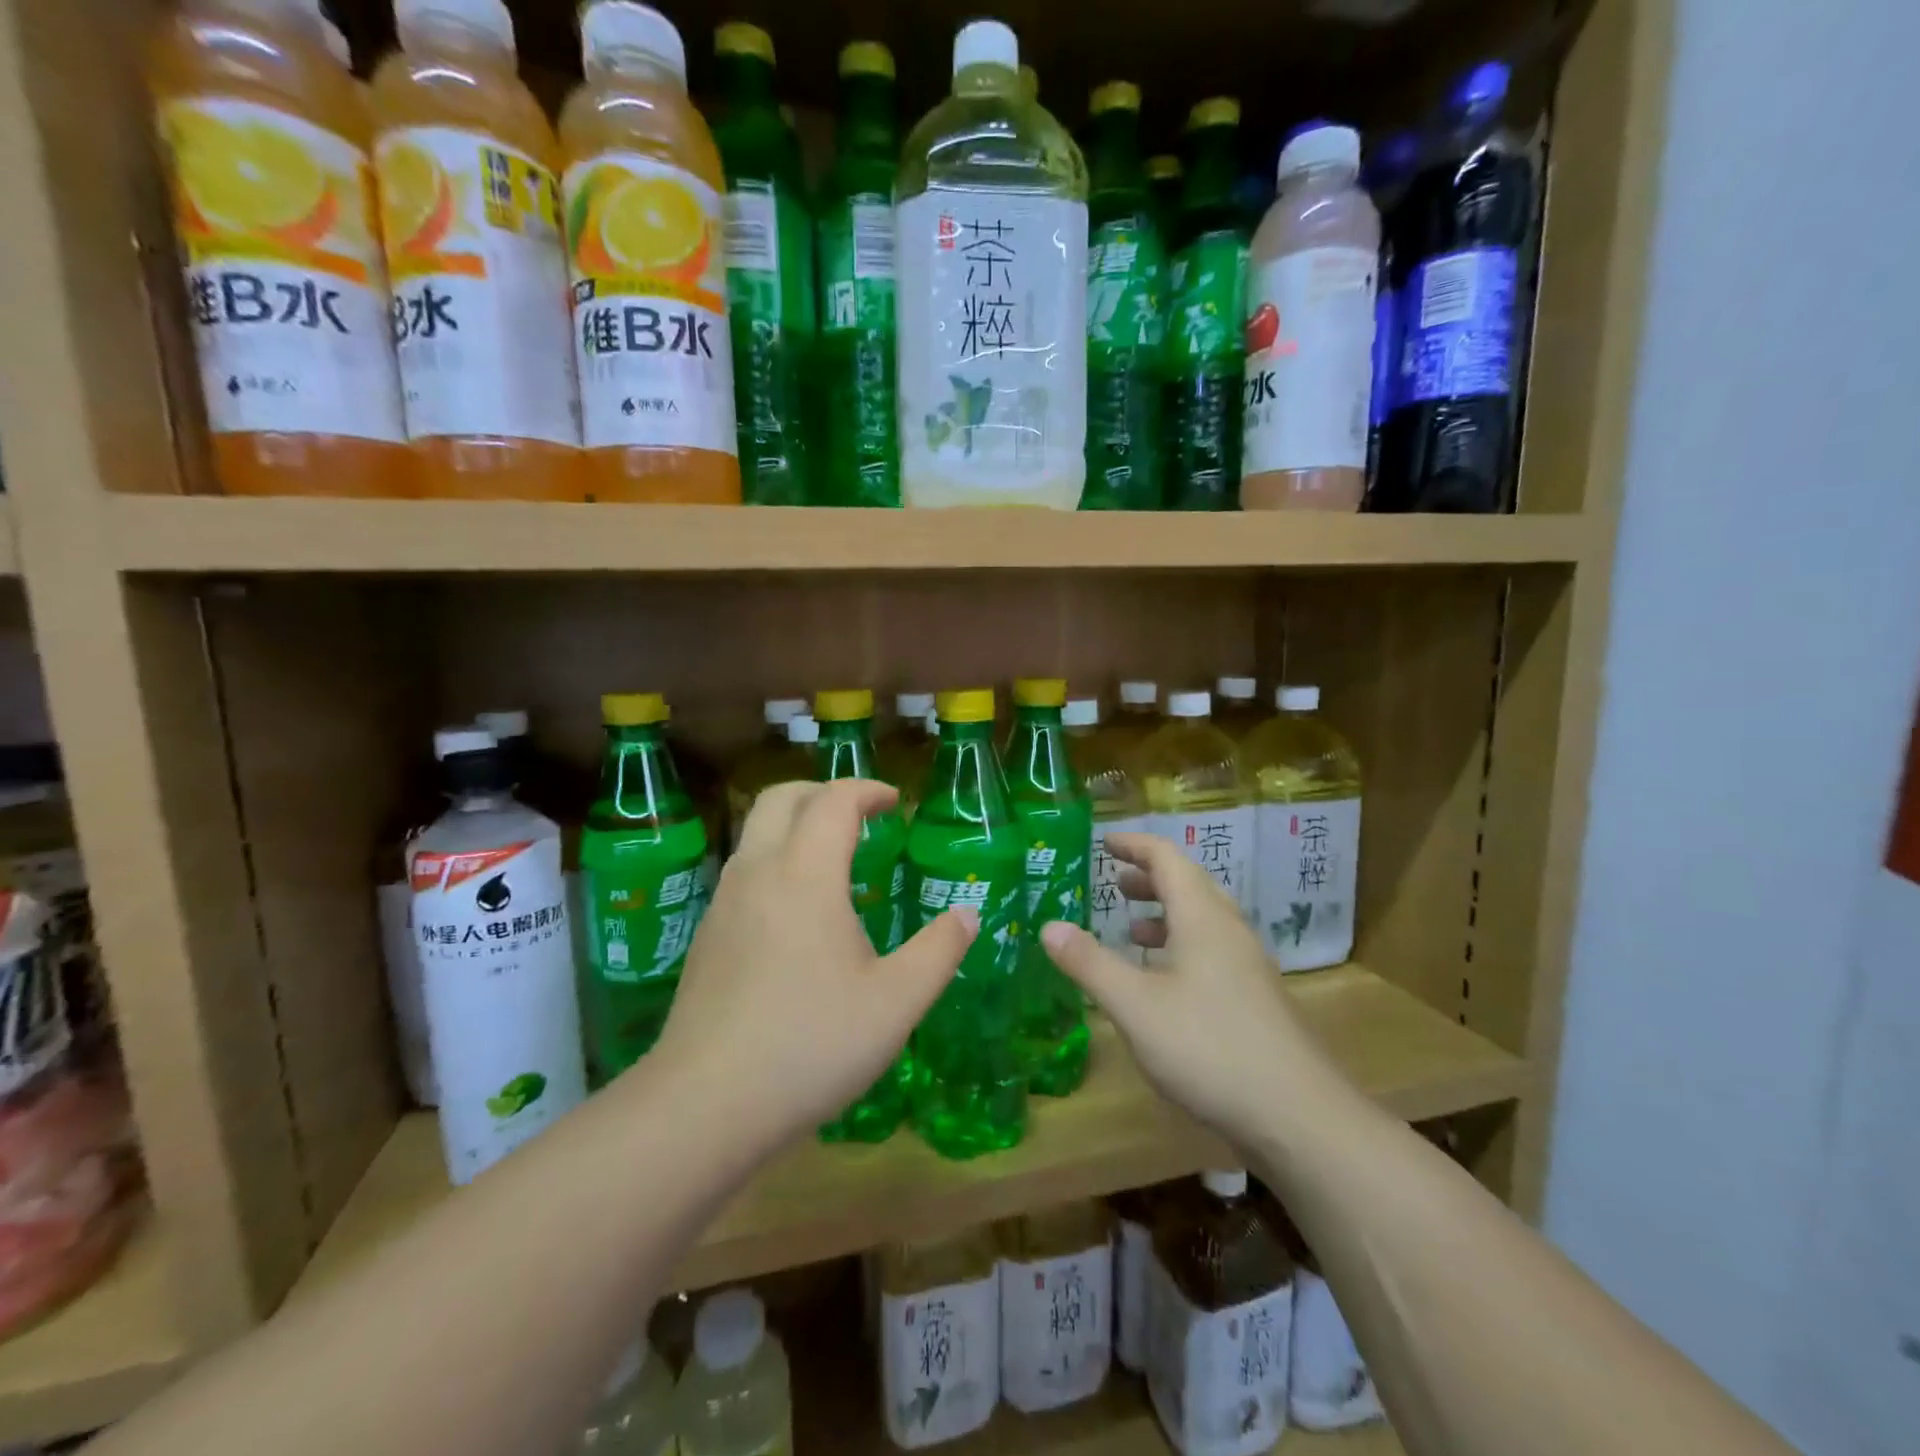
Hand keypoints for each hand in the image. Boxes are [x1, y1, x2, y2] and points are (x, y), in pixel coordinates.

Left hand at [647, 779, 975, 1154]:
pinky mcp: (707, 936)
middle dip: (822, 792)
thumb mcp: (896, 1003)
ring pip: (755, 833)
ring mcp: (724, 904)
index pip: (833, 801)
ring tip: (833, 858)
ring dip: (794, 824)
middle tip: (859, 814)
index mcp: (806, 875)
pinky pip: (744, 871)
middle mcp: (758, 874)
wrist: (705, 1104)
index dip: (866, 791)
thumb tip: (967, 914)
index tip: (894, 803)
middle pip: (781, 798)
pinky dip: (776, 860)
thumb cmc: (811, 1044)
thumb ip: (939, 951)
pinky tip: (797, 912)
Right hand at [1039, 832, 1319, 1145]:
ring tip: (1131, 929)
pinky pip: (1212, 950)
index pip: (1167, 858)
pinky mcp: (1255, 997)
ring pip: (1202, 920)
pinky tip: (1163, 982)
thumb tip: (1049, 926)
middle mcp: (1229, 930)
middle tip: (1114, 882)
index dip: (1134, 845)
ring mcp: (1247, 965)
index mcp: (1202, 918)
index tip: (1104, 842)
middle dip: (1149, 877)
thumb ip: (1090, 964)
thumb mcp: (1135, 1006)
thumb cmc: (1209, 1048)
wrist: (1298, 1115)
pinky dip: (1180, 945)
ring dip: (1165, 913)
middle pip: (1189, 884)